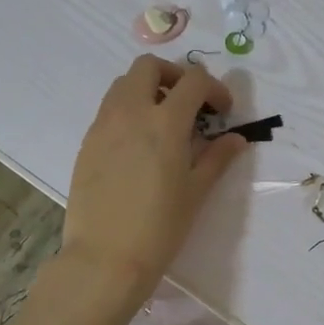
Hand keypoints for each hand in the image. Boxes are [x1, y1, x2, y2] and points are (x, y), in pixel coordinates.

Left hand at [62, 55, 250, 293]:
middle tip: (189, 103)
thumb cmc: (159, 228)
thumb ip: (217, 158)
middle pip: (149, 66)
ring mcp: (103, 125)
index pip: (193, 81)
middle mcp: (131, 113)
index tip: (222, 111)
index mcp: (165, 122)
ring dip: (148, 89)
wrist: (105, 258)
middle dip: (174, 75)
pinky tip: (139, 145)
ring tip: (163, 122)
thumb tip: (236, 139)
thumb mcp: (196, 192)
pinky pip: (109, 109)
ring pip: (123, 84)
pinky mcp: (87, 142)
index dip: (214, 89)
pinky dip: (128, 111)